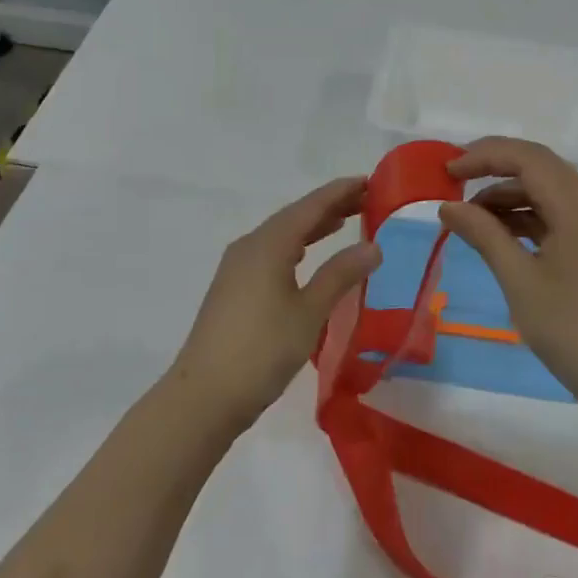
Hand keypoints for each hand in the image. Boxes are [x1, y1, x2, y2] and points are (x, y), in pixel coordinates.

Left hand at [166, 178, 381, 432]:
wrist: (204, 396)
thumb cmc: (261, 350)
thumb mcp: (309, 312)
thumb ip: (340, 275)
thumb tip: (373, 246)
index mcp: (268, 244)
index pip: (310, 207)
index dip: (339, 193)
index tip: (368, 181)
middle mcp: (250, 247)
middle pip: (294, 217)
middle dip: (329, 207)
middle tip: (365, 200)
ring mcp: (237, 269)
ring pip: (281, 236)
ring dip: (312, 227)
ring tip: (343, 221)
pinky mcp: (233, 289)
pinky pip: (271, 253)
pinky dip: (296, 247)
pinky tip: (306, 258)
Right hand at [438, 137, 577, 422]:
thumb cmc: (573, 330)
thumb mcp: (519, 281)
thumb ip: (484, 235)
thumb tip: (448, 206)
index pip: (527, 158)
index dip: (484, 156)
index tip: (447, 173)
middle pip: (538, 167)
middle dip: (493, 167)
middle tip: (453, 181)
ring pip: (546, 191)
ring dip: (507, 195)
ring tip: (469, 217)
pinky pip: (554, 215)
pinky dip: (523, 216)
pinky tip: (497, 235)